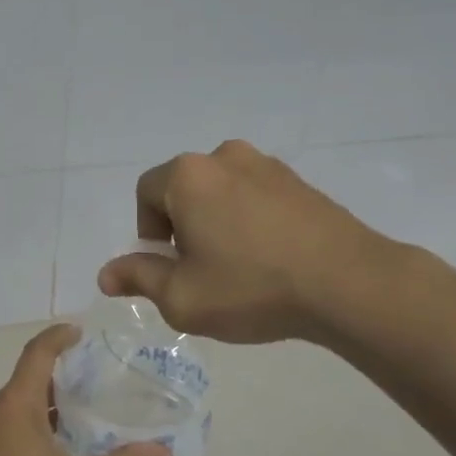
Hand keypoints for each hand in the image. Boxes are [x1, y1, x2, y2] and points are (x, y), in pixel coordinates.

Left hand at [0, 324, 172, 455]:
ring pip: (7, 419)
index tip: (76, 332)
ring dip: (36, 421)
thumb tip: (164, 453)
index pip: (37, 355)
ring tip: (69, 439)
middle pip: (22, 389)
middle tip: (88, 398)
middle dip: (54, 389)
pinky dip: (18, 445)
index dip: (58, 338)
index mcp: (12, 408)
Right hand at [97, 139, 411, 347]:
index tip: (169, 268)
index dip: (148, 233)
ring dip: (217, 224)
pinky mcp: (301, 182)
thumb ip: (138, 278)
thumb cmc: (252, 288)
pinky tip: (269, 259)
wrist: (349, 284)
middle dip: (182, 228)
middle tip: (200, 272)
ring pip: (221, 193)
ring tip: (238, 268)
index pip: (146, 193)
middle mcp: (225, 157)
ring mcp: (268, 166)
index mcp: (189, 176)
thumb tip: (106, 275)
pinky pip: (256, 197)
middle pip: (184, 190)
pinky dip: (250, 222)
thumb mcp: (182, 297)